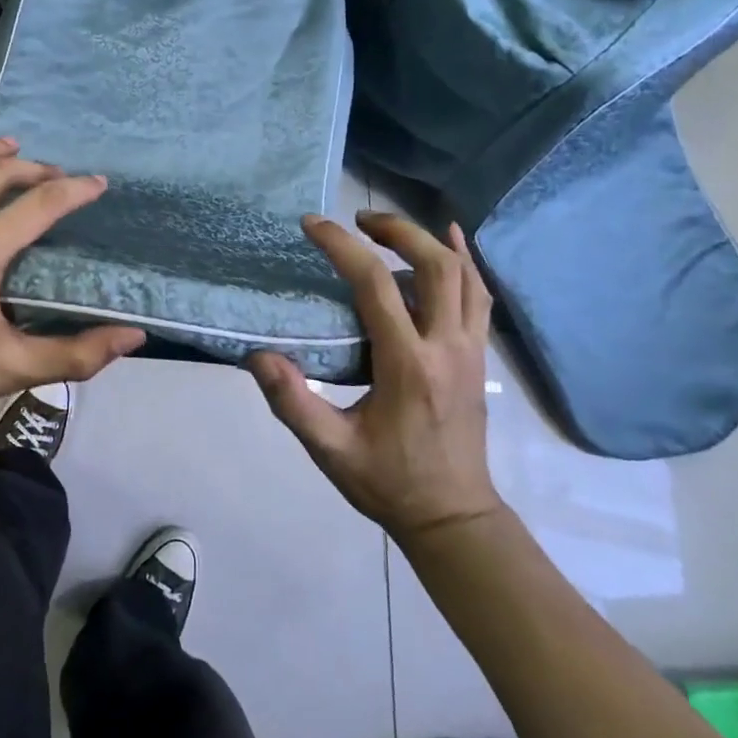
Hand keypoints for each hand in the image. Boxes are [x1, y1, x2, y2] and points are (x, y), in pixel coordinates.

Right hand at [247, 211, 502, 540]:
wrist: (453, 517)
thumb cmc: (388, 482)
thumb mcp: (331, 450)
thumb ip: (293, 403)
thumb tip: (258, 355)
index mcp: (408, 366)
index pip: (376, 286)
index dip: (342, 247)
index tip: (312, 225)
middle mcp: (447, 347)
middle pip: (435, 265)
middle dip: (396, 230)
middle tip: (357, 220)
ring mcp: (471, 350)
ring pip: (464, 275)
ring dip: (428, 241)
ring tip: (388, 230)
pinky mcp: (479, 357)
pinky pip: (479, 296)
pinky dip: (465, 262)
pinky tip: (452, 241)